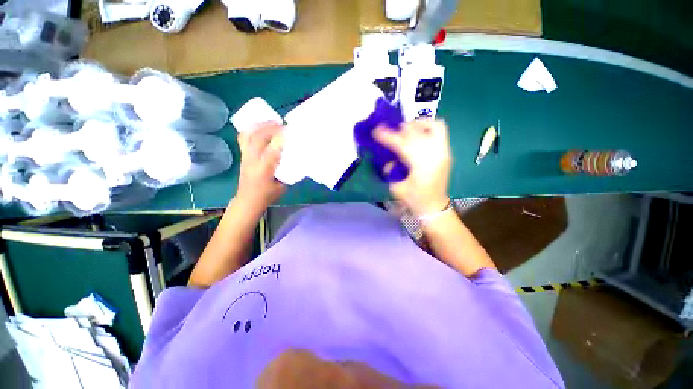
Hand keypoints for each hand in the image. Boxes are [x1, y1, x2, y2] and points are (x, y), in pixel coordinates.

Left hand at [236, 122, 285, 211]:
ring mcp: (245, 156)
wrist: (248, 200)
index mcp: (264, 169)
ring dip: (260, 126)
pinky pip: (244, 138)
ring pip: (249, 135)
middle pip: (258, 138)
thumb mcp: (282, 185)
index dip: (281, 138)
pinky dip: (251, 129)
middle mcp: (252, 160)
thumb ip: (287, 171)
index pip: (272, 150)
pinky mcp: (242, 155)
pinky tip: (259, 127)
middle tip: (282, 124)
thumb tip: (294, 158)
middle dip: (270, 127)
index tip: (289, 131)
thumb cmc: (267, 195)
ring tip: (271, 121)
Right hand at [374, 120, 451, 216]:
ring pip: (433, 125)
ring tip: (407, 129)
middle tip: (390, 131)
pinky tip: (418, 135)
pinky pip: (440, 131)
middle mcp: (434, 154)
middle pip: (416, 132)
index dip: (387, 136)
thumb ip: (390, 171)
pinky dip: (427, 128)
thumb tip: (388, 160)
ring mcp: (443, 151)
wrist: (434, 207)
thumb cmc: (414, 199)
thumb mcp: (396, 187)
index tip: (376, 130)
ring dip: (417, 124)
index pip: (401, 144)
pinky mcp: (446, 152)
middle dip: (400, 129)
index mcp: (421, 164)